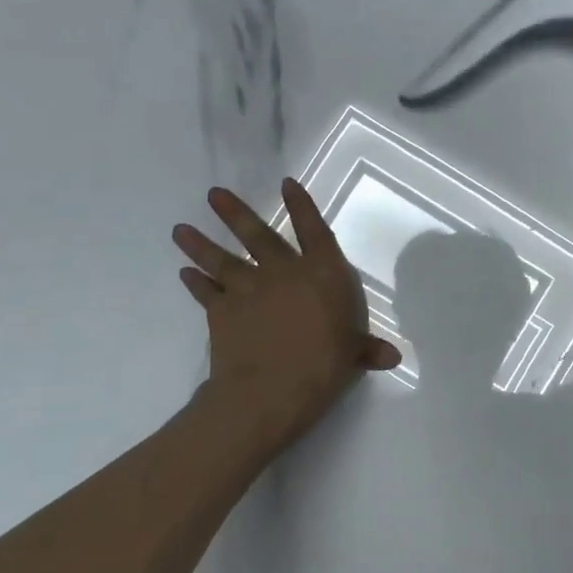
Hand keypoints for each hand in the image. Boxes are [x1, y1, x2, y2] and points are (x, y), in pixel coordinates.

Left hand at [173, 181, 400, 444]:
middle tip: (213, 194)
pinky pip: (205, 292)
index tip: (286, 183)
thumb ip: (367, 349)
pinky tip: (185, 273)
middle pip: (258, 235)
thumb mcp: (352, 356)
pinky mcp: (220, 311)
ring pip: (222, 259)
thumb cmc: (322, 366)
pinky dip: (195, 282)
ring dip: (200, 243)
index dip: (301, 205)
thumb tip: (392, 356)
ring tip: (180, 228)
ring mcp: (247, 288)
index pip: (313, 230)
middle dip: (235, 213)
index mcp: (322, 274)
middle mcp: (283, 272)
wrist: (269, 389)